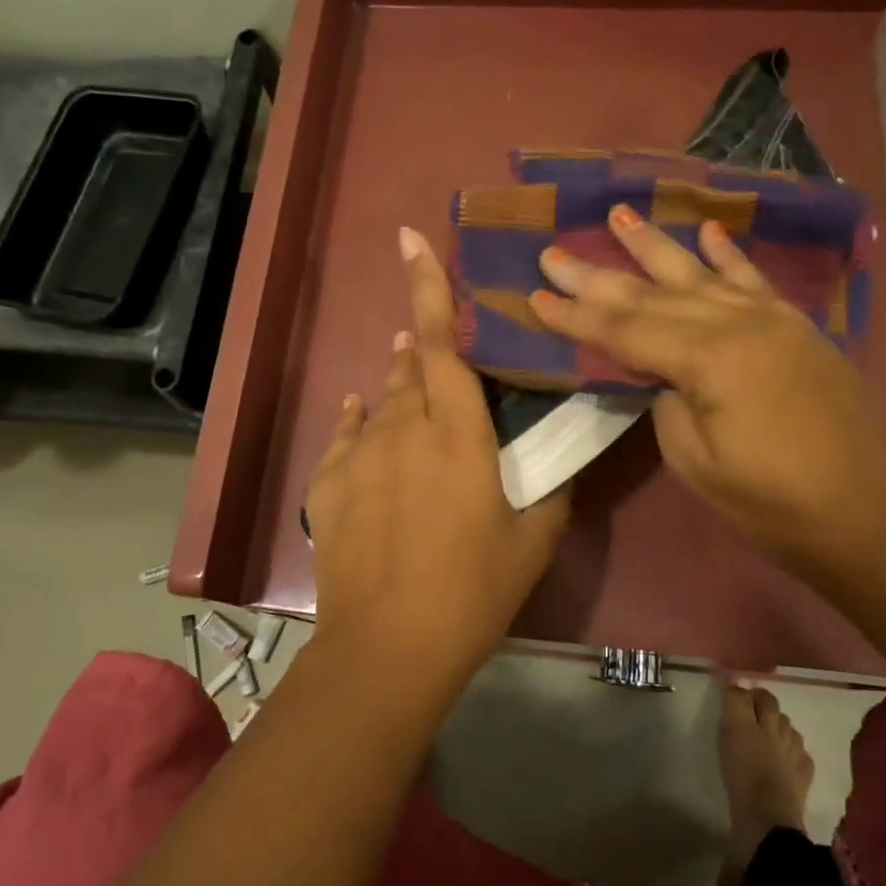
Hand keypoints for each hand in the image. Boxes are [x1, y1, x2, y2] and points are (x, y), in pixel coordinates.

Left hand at [306, 227, 570, 690]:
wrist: (389, 645)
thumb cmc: (473, 591)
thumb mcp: (534, 541)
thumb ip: (550, 489)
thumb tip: (555, 458)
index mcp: (458, 436)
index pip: (440, 345)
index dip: (427, 289)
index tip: (410, 240)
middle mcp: (403, 430)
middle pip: (410, 369)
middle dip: (421, 349)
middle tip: (436, 351)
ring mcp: (359, 455)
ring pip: (380, 401)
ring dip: (397, 387)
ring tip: (409, 384)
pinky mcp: (329, 485)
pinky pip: (345, 436)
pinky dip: (359, 421)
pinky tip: (362, 417)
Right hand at [530, 204, 885, 579]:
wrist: (860, 516)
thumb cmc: (768, 501)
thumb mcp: (695, 460)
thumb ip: (666, 400)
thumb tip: (659, 370)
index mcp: (710, 360)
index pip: (626, 330)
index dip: (577, 315)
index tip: (536, 293)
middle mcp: (740, 324)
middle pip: (653, 295)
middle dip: (598, 275)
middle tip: (554, 252)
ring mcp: (773, 320)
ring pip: (700, 274)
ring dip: (655, 245)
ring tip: (620, 214)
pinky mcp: (797, 327)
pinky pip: (754, 280)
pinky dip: (727, 254)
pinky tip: (706, 231)